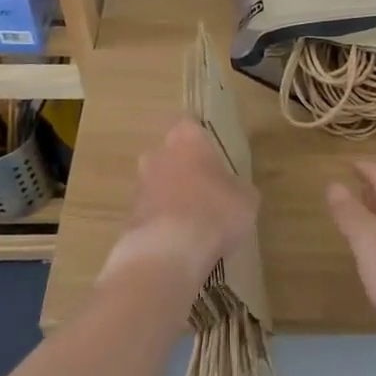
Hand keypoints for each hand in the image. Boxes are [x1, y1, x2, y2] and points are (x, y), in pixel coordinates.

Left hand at [104, 118, 258, 294]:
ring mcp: (140, 186)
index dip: (199, 138)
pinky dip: (162, 222)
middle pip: (168, 154)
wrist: (169, 251)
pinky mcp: (129, 217)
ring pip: (156, 184)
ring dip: (170, 196)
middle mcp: (158, 156)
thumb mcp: (246, 199)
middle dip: (182, 167)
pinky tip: (179, 240)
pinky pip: (150, 212)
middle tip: (203, 187)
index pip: (188, 124)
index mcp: (188, 141)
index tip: (210, 150)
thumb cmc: (215, 212)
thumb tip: (231, 190)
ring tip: (192, 219)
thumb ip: (236, 187)